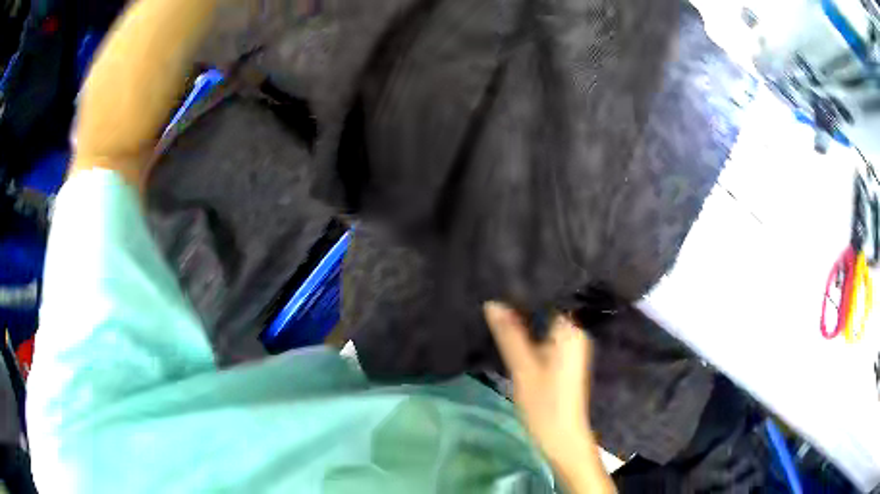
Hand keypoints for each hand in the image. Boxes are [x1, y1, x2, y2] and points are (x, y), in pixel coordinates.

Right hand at [484, 301, 613, 493]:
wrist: (562, 437)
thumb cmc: (545, 404)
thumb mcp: (523, 367)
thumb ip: (509, 334)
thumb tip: (493, 302)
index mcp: (570, 331)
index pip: (551, 295)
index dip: (528, 285)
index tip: (504, 274)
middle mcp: (574, 334)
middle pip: (547, 308)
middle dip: (523, 301)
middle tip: (495, 286)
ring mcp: (569, 347)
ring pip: (544, 324)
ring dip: (525, 318)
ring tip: (498, 302)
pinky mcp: (563, 359)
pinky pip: (545, 337)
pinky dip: (529, 332)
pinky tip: (510, 328)